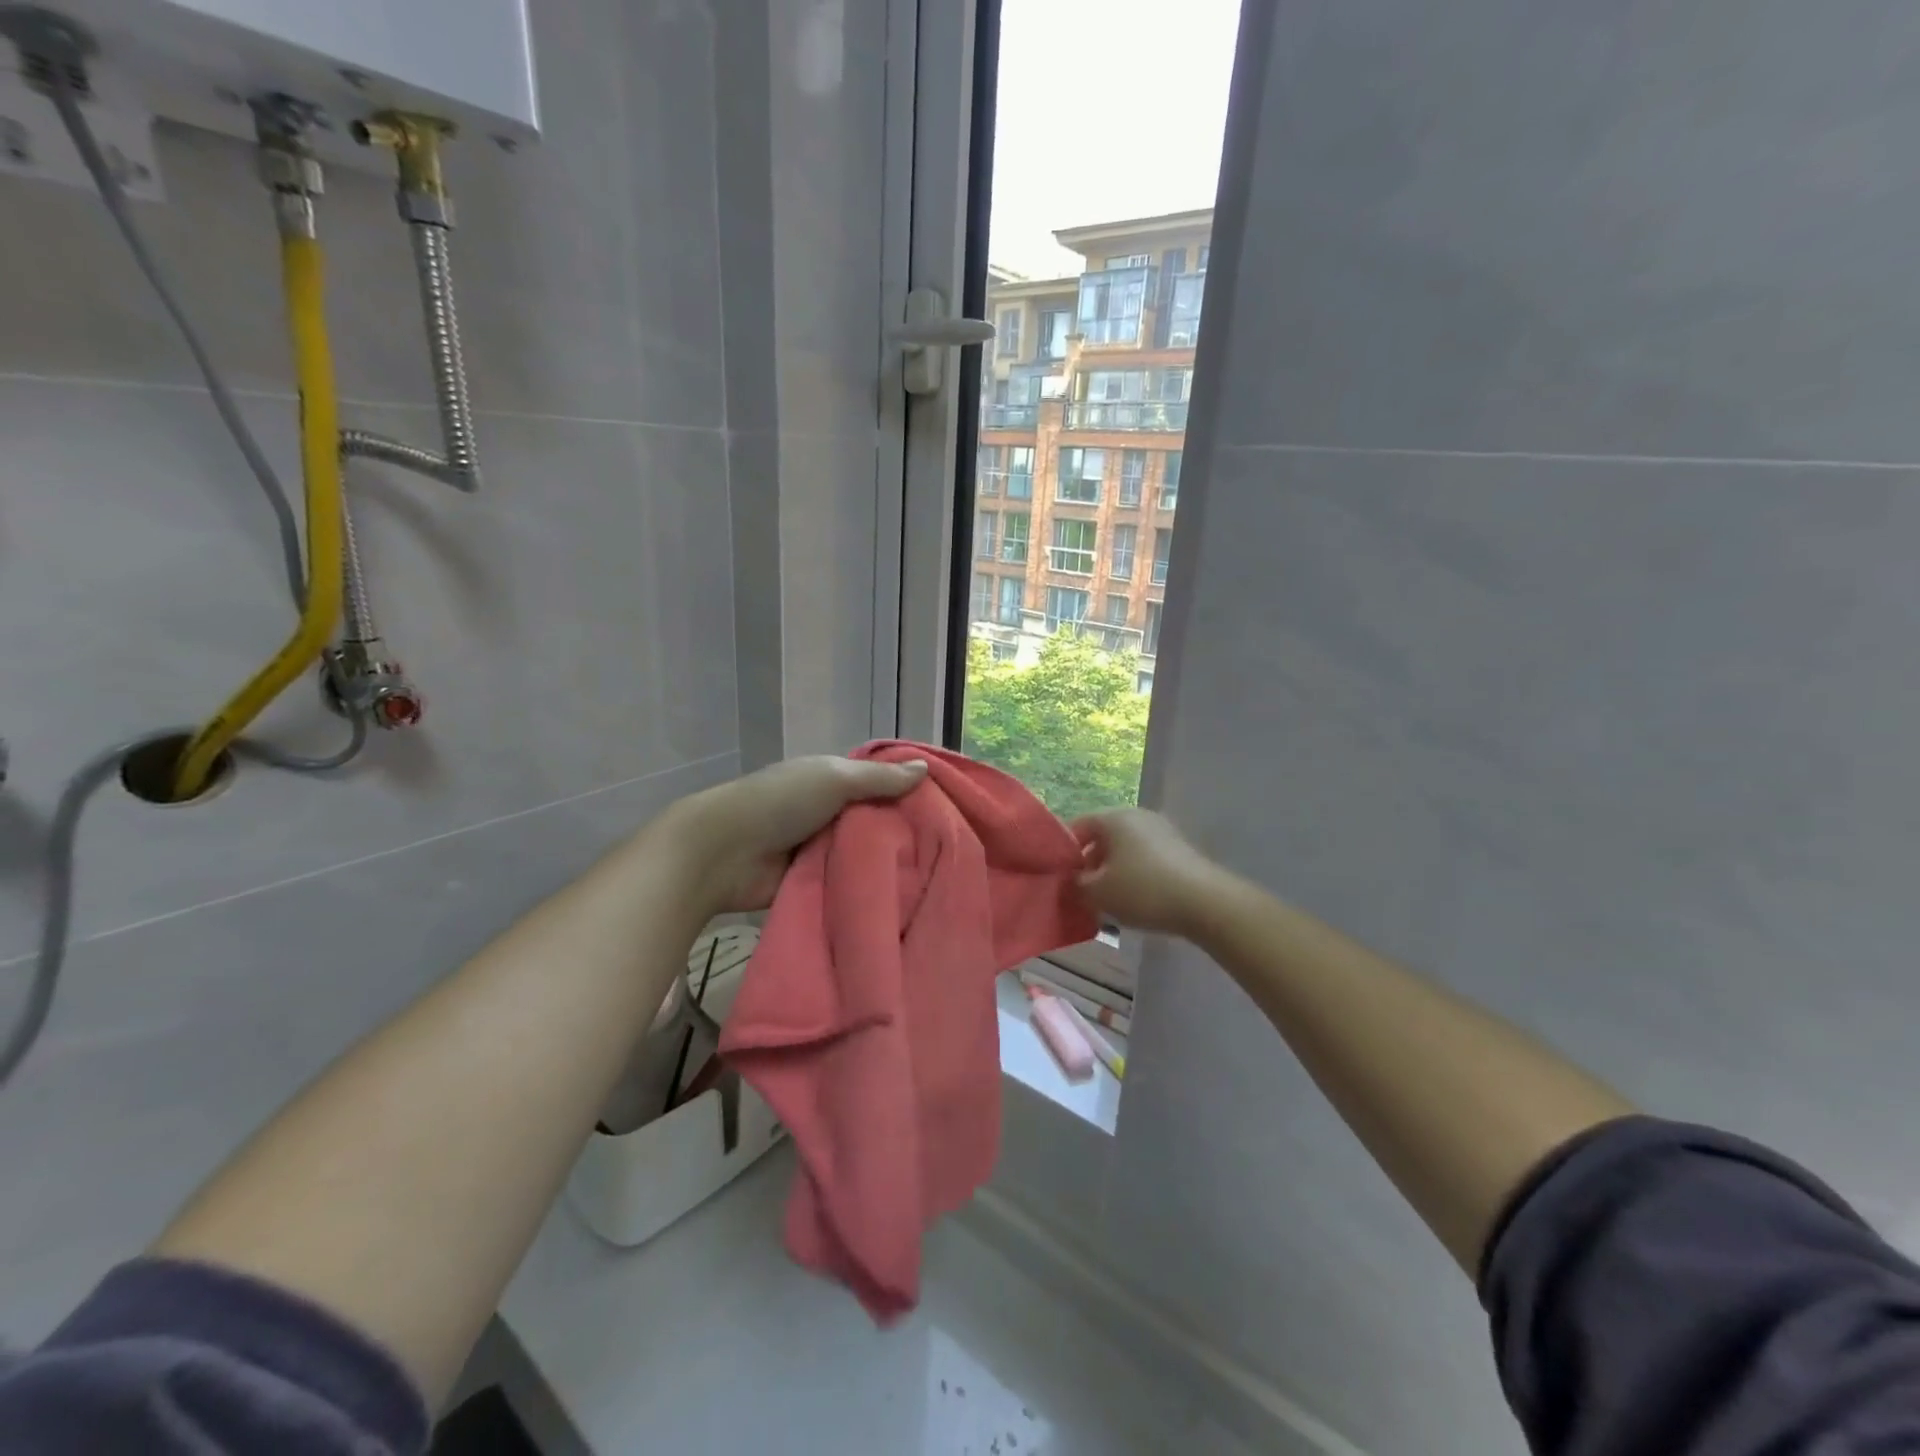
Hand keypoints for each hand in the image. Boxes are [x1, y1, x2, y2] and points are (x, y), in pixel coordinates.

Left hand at [666, 755, 928, 912]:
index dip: (910, 791)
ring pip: (864, 854)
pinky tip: (905, 898)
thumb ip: (879, 778)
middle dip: (904, 832)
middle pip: (875, 821)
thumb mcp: (834, 779)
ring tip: (936, 876)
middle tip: (949, 849)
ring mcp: (819, 849)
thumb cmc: (780, 802)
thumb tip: (924, 768)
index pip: (879, 783)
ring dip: (888, 864)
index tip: (949, 806)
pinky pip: (847, 883)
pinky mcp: (813, 883)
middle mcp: (828, 812)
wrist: (723, 854)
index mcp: (832, 780)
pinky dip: (866, 888)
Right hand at [1071, 809, 1224, 938]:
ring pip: (1125, 850)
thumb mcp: (1097, 893)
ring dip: (1112, 872)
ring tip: (1108, 902)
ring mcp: (1162, 831)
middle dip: (1090, 864)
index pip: (1077, 826)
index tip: (1060, 878)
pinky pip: (1146, 859)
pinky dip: (1135, 876)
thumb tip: (1072, 880)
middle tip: (1082, 892)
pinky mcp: (1180, 850)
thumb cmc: (1142, 890)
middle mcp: (1137, 816)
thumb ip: (1075, 884)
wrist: (1206, 903)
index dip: (1064, 852)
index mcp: (1113, 817)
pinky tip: (1136, 901)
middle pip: (1103, 838)